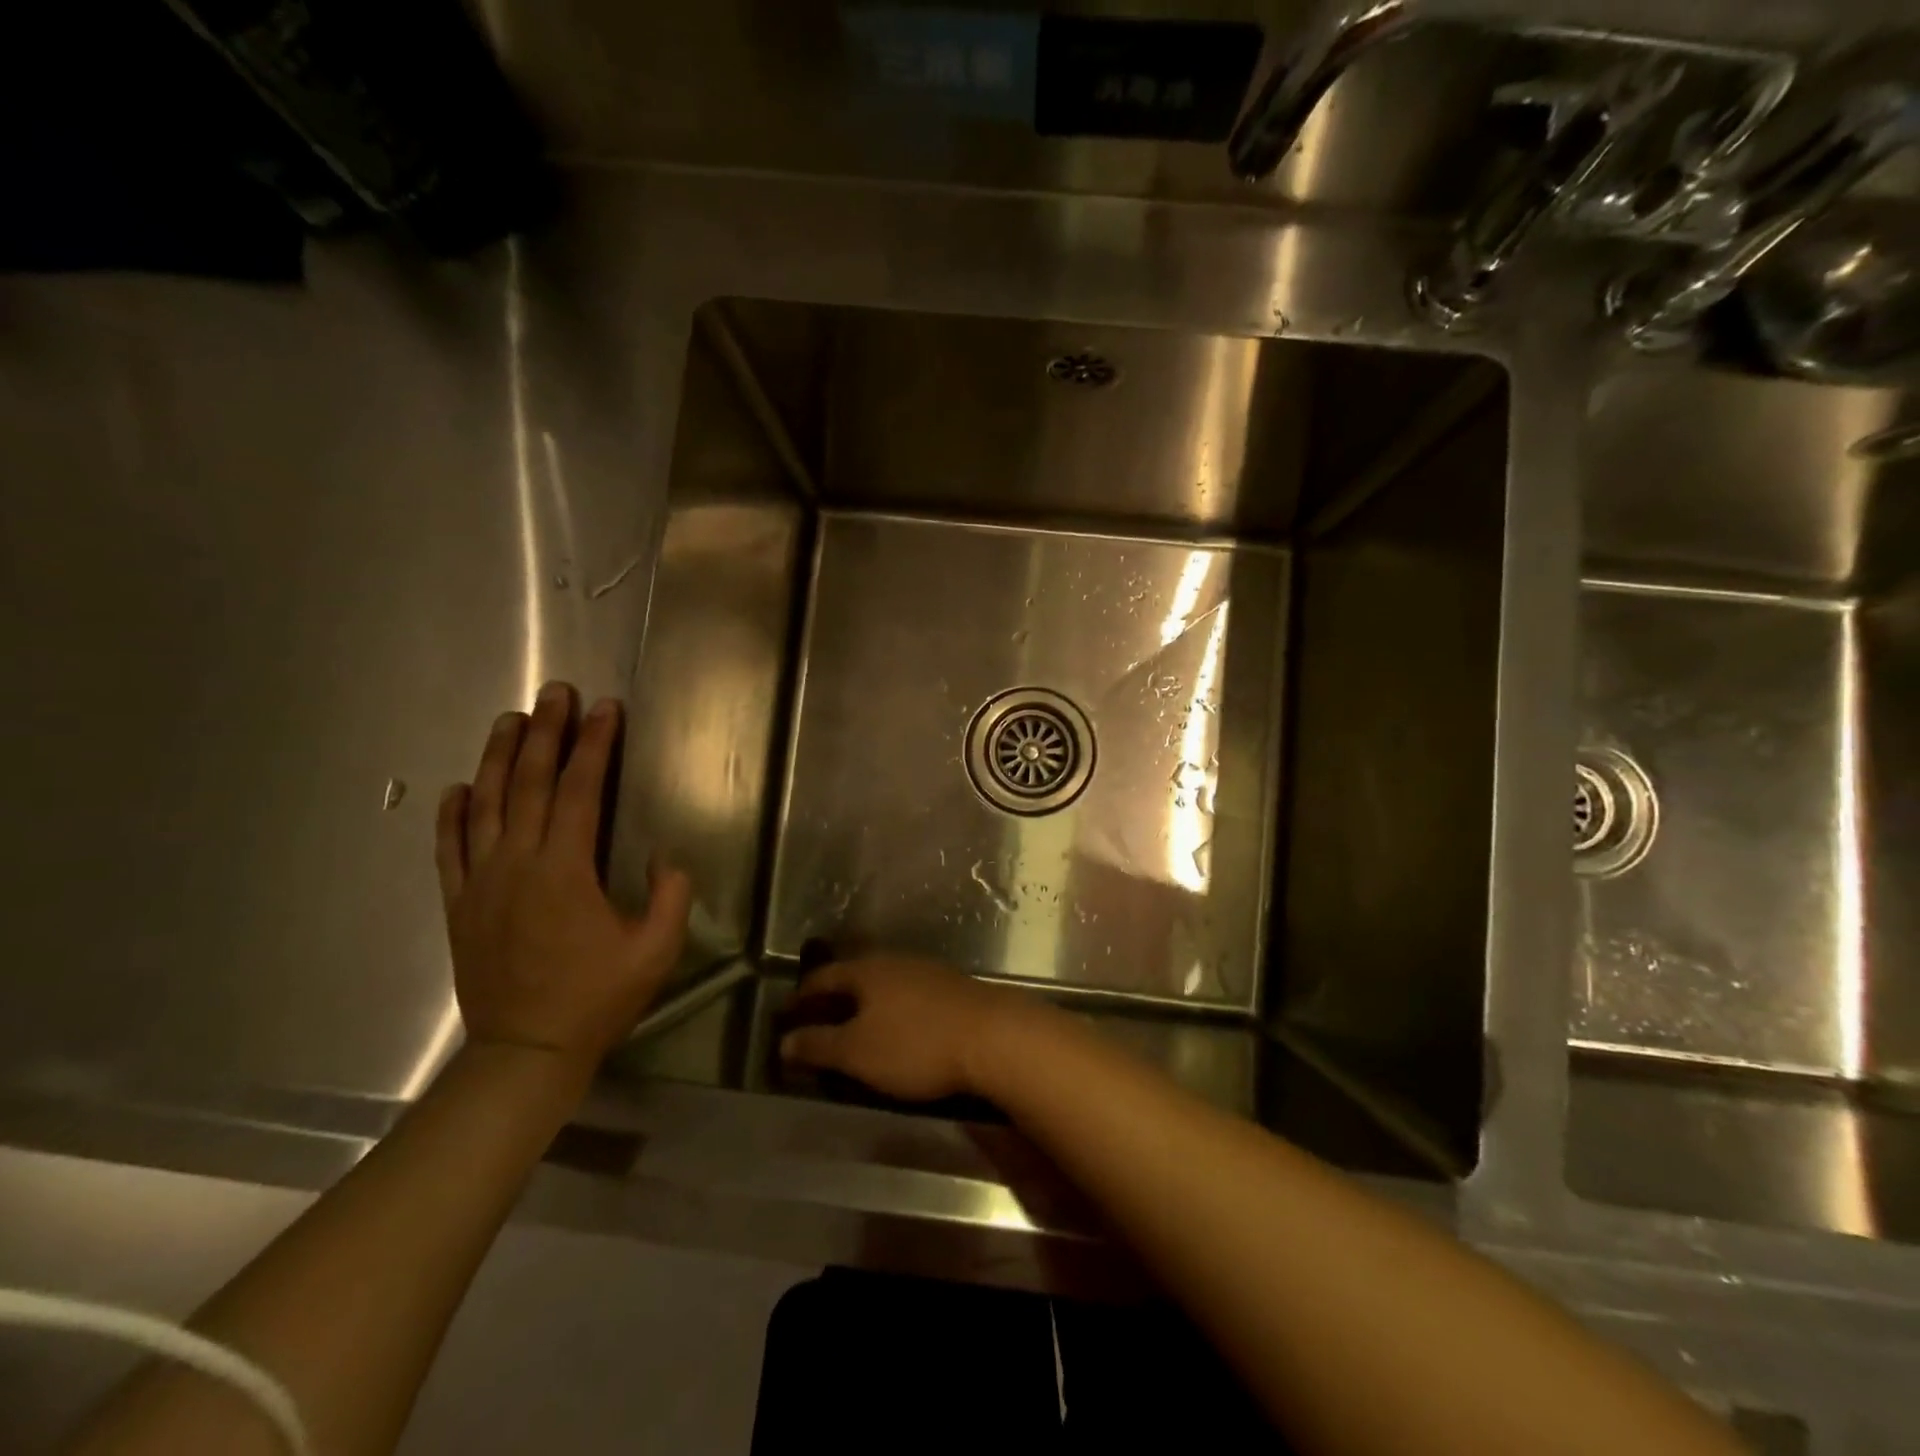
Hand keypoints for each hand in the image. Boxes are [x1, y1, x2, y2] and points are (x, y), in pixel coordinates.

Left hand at [436, 681, 691, 1077]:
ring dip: (500, 758)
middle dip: (547, 733)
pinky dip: (453, 814)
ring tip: (511, 720)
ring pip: (487, 805)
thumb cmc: (597, 999)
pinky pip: (451, 848)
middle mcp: (518, 863)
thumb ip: (670, 897)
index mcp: (566, 870)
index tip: (605, 709)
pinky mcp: (460, 904)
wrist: (526, 1051)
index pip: (582, 790)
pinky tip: (459, 787)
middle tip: (556, 692)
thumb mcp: (656, 950)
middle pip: (532, 784)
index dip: (595, 745)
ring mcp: (482, 882)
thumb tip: (665, 857)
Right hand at [778, 957, 1042, 1101]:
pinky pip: (908, 996)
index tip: (785, 1011)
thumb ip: (818, 1045)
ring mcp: (928, 973)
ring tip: (853, 1026)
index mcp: (867, 970)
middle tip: (815, 1018)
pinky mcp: (953, 990)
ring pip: (884, 985)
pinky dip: (892, 1010)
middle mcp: (896, 962)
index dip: (801, 995)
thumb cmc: (915, 1044)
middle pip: (855, 976)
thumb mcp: (857, 1052)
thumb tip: (784, 1040)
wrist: (992, 1037)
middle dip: (833, 997)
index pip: (824, 976)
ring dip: (864, 1004)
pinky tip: (897, 1028)